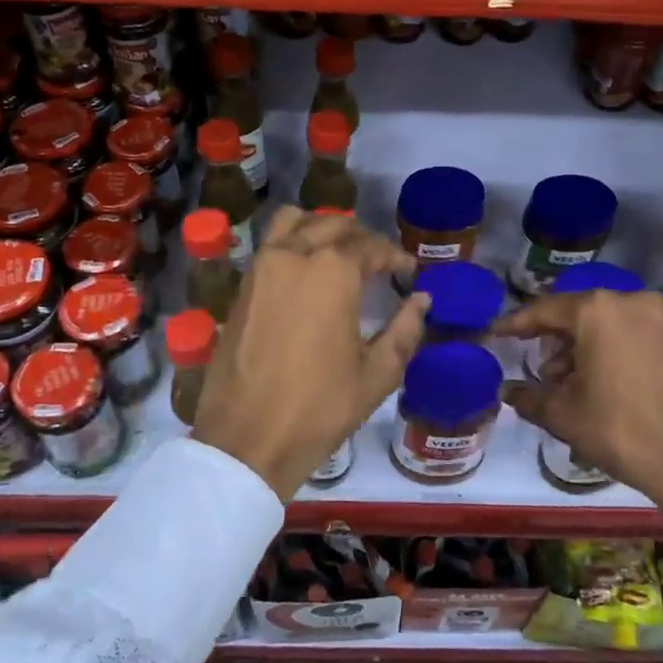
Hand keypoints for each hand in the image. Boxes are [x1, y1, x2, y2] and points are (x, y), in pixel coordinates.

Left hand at [193, 208, 428, 500]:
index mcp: (332, 272)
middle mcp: (293, 256)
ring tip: (337, 251)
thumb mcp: (376, 374)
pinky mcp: (241, 287)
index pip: (370, 246)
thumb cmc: (320, 408)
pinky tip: (305, 271)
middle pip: (332, 224)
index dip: (394, 256)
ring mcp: (260, 268)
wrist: (248, 439)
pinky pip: (270, 246)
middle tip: (378, 260)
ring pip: (293, 223)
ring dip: (319, 227)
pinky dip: (291, 242)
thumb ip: (404, 330)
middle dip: (360, 236)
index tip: (408, 269)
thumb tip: (422, 300)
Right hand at [495, 289, 662, 535]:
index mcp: (595, 310)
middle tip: (532, 365)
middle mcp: (626, 302)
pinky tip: (591, 383)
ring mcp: (656, 319)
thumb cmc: (619, 427)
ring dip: (577, 348)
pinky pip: (625, 335)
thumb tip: (506, 392)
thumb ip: (528, 397)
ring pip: (602, 325)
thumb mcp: (563, 414)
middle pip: (575, 314)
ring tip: (561, 383)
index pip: (543, 310)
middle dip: (550, 339)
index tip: (494, 333)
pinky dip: (604, 351)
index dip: (515, 324)